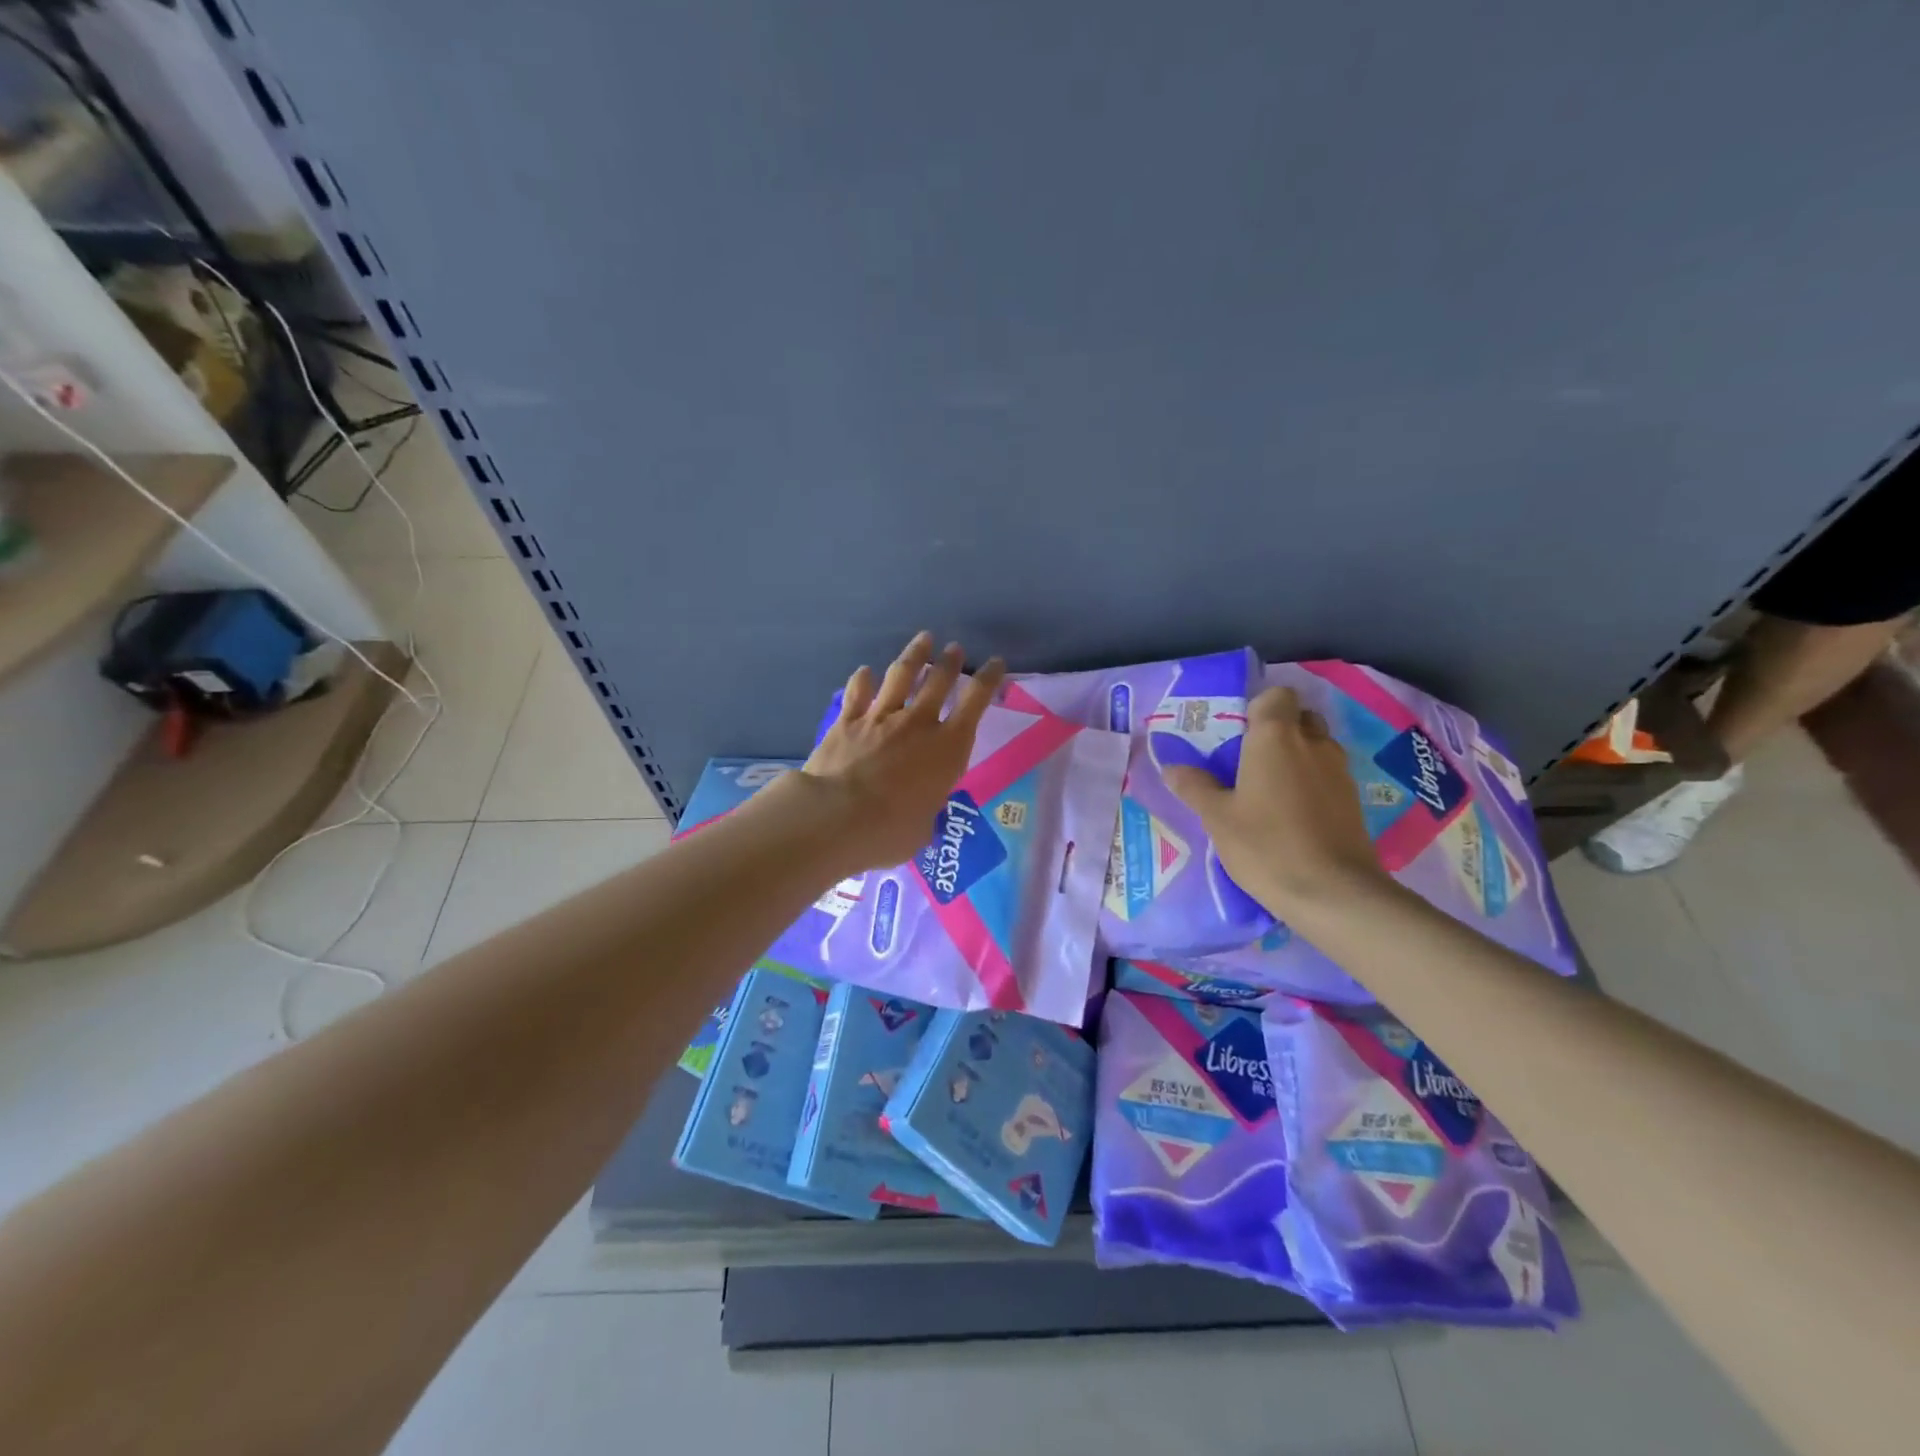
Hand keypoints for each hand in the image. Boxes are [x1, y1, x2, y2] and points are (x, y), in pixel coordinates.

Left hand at [797, 631, 1006, 871]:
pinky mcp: (846, 722)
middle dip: (950, 662)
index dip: (988, 680)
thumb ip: (925, 810)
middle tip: (955, 648)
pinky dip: (862, 680)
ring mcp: (880, 718)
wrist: (836, 817)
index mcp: (948, 749)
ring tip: (923, 640)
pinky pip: (858, 693)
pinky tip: (865, 671)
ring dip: (914, 656)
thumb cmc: (890, 831)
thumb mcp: (922, 828)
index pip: (975, 704)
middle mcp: (918, 724)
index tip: (995, 663)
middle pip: (939, 682)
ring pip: (901, 676)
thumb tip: (918, 812)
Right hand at [1163, 685, 1388, 919]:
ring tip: (1268, 789)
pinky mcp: (1353, 799)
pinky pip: (1327, 774)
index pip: (1275, 696)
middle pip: (1298, 717)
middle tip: (1248, 761)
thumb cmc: (1266, 845)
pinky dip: (1310, 782)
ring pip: (1315, 746)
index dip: (1257, 708)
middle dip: (1277, 730)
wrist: (1333, 893)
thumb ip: (1194, 787)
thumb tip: (1172, 768)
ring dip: (1295, 756)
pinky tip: (1291, 813)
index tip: (1236, 735)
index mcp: (1275, 737)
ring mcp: (1338, 770)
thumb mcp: (1217, 818)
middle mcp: (1312, 743)